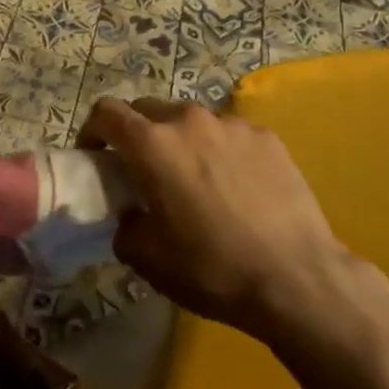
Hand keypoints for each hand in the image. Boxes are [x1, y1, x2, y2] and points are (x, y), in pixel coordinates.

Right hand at [79, 97, 350, 340]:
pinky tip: (235, 187)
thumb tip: (130, 216)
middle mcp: (189, 121)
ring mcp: (231, 124)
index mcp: (153, 144)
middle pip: (148, 110)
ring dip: (180, 141)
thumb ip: (126, 226)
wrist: (296, 278)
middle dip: (137, 134)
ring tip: (194, 179)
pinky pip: (228, 134)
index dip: (92, 130)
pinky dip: (219, 151)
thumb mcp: (149, 260)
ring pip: (191, 121)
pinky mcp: (266, 136)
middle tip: (143, 171)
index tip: (95, 156)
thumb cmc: (212, 268)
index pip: (107, 112)